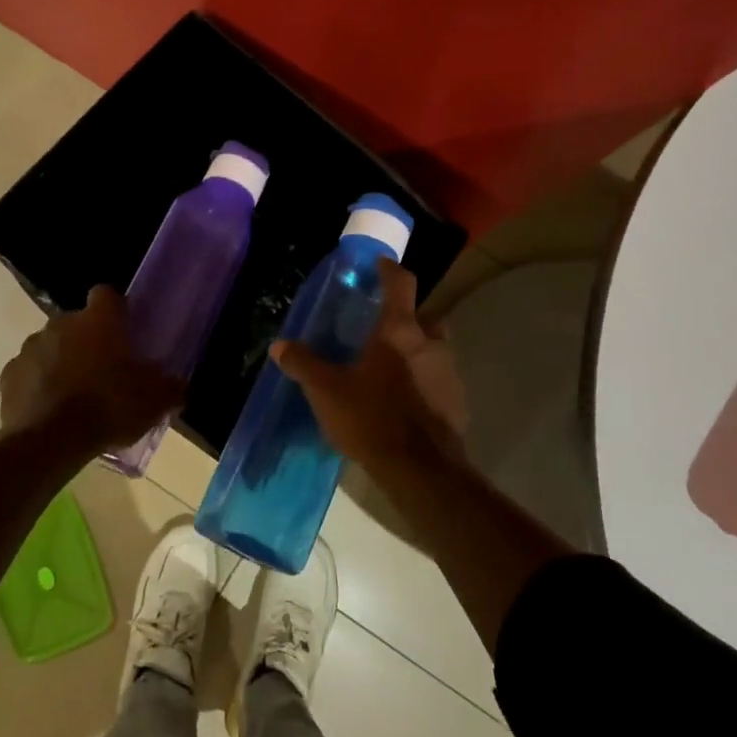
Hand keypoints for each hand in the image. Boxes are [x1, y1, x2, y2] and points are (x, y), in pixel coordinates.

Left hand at [0, 286, 184, 449]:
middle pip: (78, 322)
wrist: (49, 441)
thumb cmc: (108, 409)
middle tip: (104, 370)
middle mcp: (61, 323)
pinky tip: (50, 409)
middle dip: (88, 340)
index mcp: (98, 321)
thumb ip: (170, 388)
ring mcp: (31, 347)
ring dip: (62, 361)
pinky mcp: (9, 373)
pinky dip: (38, 383)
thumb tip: (178, 384)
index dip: (116, 309)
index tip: (124, 330)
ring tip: (75, 394)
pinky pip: (29, 372)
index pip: (106, 294)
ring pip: (51, 345)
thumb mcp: (153, 402)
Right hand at [271, 259, 467, 480]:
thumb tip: (280, 345)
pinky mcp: (456, 401)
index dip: (389, 270)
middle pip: (423, 315)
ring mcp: (448, 372)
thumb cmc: (372, 419)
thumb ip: (304, 365)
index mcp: (399, 331)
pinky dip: (424, 381)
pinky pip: (439, 379)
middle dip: (406, 317)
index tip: (379, 266)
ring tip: (388, 370)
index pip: (400, 283)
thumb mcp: (327, 392)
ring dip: (416, 350)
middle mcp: (430, 343)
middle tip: (380, 329)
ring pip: (433, 348)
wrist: (421, 470)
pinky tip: (404, 402)